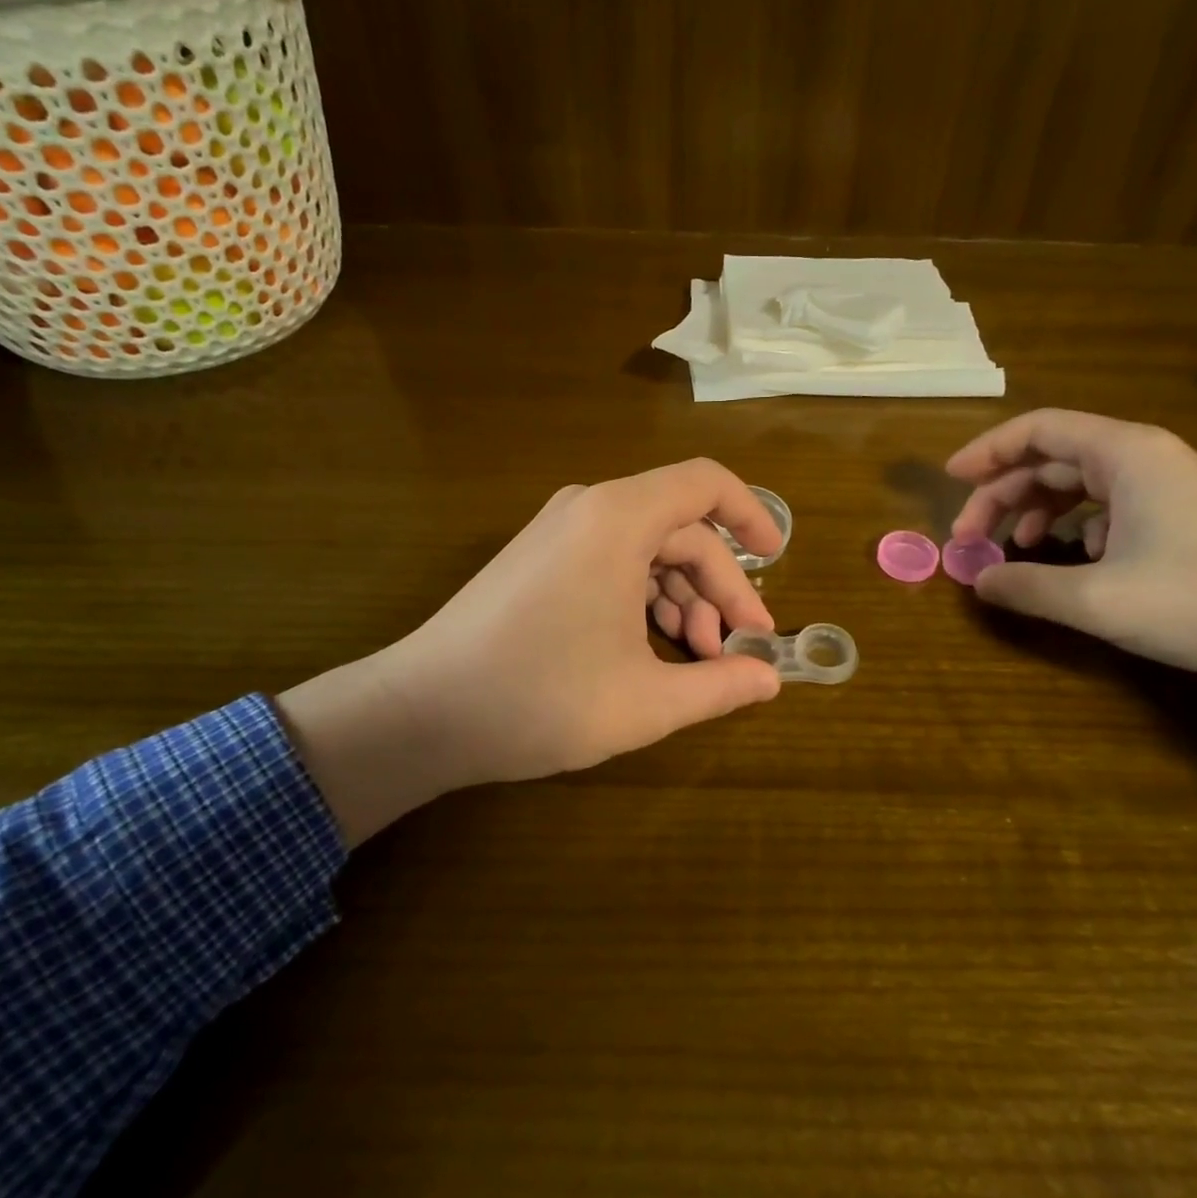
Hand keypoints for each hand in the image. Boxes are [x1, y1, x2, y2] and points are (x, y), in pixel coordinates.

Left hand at [276, 460, 782, 844]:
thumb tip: (770, 680)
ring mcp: (558, 533)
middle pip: (680, 530)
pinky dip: (643, 599)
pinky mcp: (538, 560)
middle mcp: (589, 509)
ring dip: (682, 599)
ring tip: (698, 661)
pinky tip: (653, 650)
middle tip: (739, 648)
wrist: (420, 713)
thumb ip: (720, 687)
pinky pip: (612, 562)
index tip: (776, 559)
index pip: (706, 484)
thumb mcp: (646, 701)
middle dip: (719, 587)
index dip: (751, 515)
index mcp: (619, 519)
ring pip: (646, 550)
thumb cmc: (540, 698)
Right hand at [947, 409, 1196, 757]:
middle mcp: (1144, 457)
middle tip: (970, 539)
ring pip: (1080, 483)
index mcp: (1124, 455)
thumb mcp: (1101, 600)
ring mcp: (1168, 484)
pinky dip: (1076, 527)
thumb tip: (978, 582)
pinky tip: (1074, 561)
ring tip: (1014, 550)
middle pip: (1052, 458)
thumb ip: (1028, 587)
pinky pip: (1110, 505)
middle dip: (1003, 494)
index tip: (949, 481)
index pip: (1037, 429)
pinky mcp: (1183, 513)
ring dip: (1037, 511)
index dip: (986, 451)